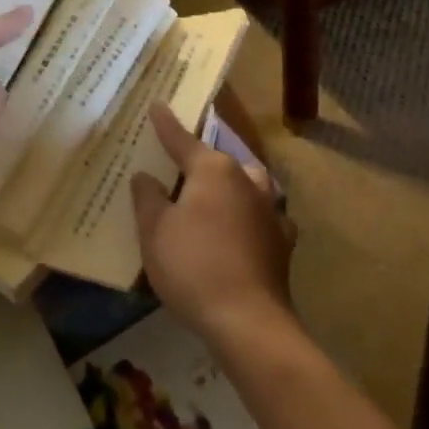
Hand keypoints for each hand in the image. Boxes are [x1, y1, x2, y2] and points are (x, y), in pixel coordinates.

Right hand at [132, 105, 292, 343]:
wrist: (248, 323)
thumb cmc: (193, 266)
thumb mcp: (154, 230)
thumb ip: (148, 197)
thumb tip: (146, 176)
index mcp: (213, 170)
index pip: (182, 140)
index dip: (166, 125)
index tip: (157, 106)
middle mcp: (246, 182)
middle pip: (222, 161)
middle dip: (205, 159)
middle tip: (184, 164)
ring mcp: (270, 213)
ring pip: (250, 185)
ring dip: (234, 185)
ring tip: (217, 194)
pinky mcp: (282, 244)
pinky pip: (264, 217)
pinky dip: (251, 217)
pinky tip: (244, 229)